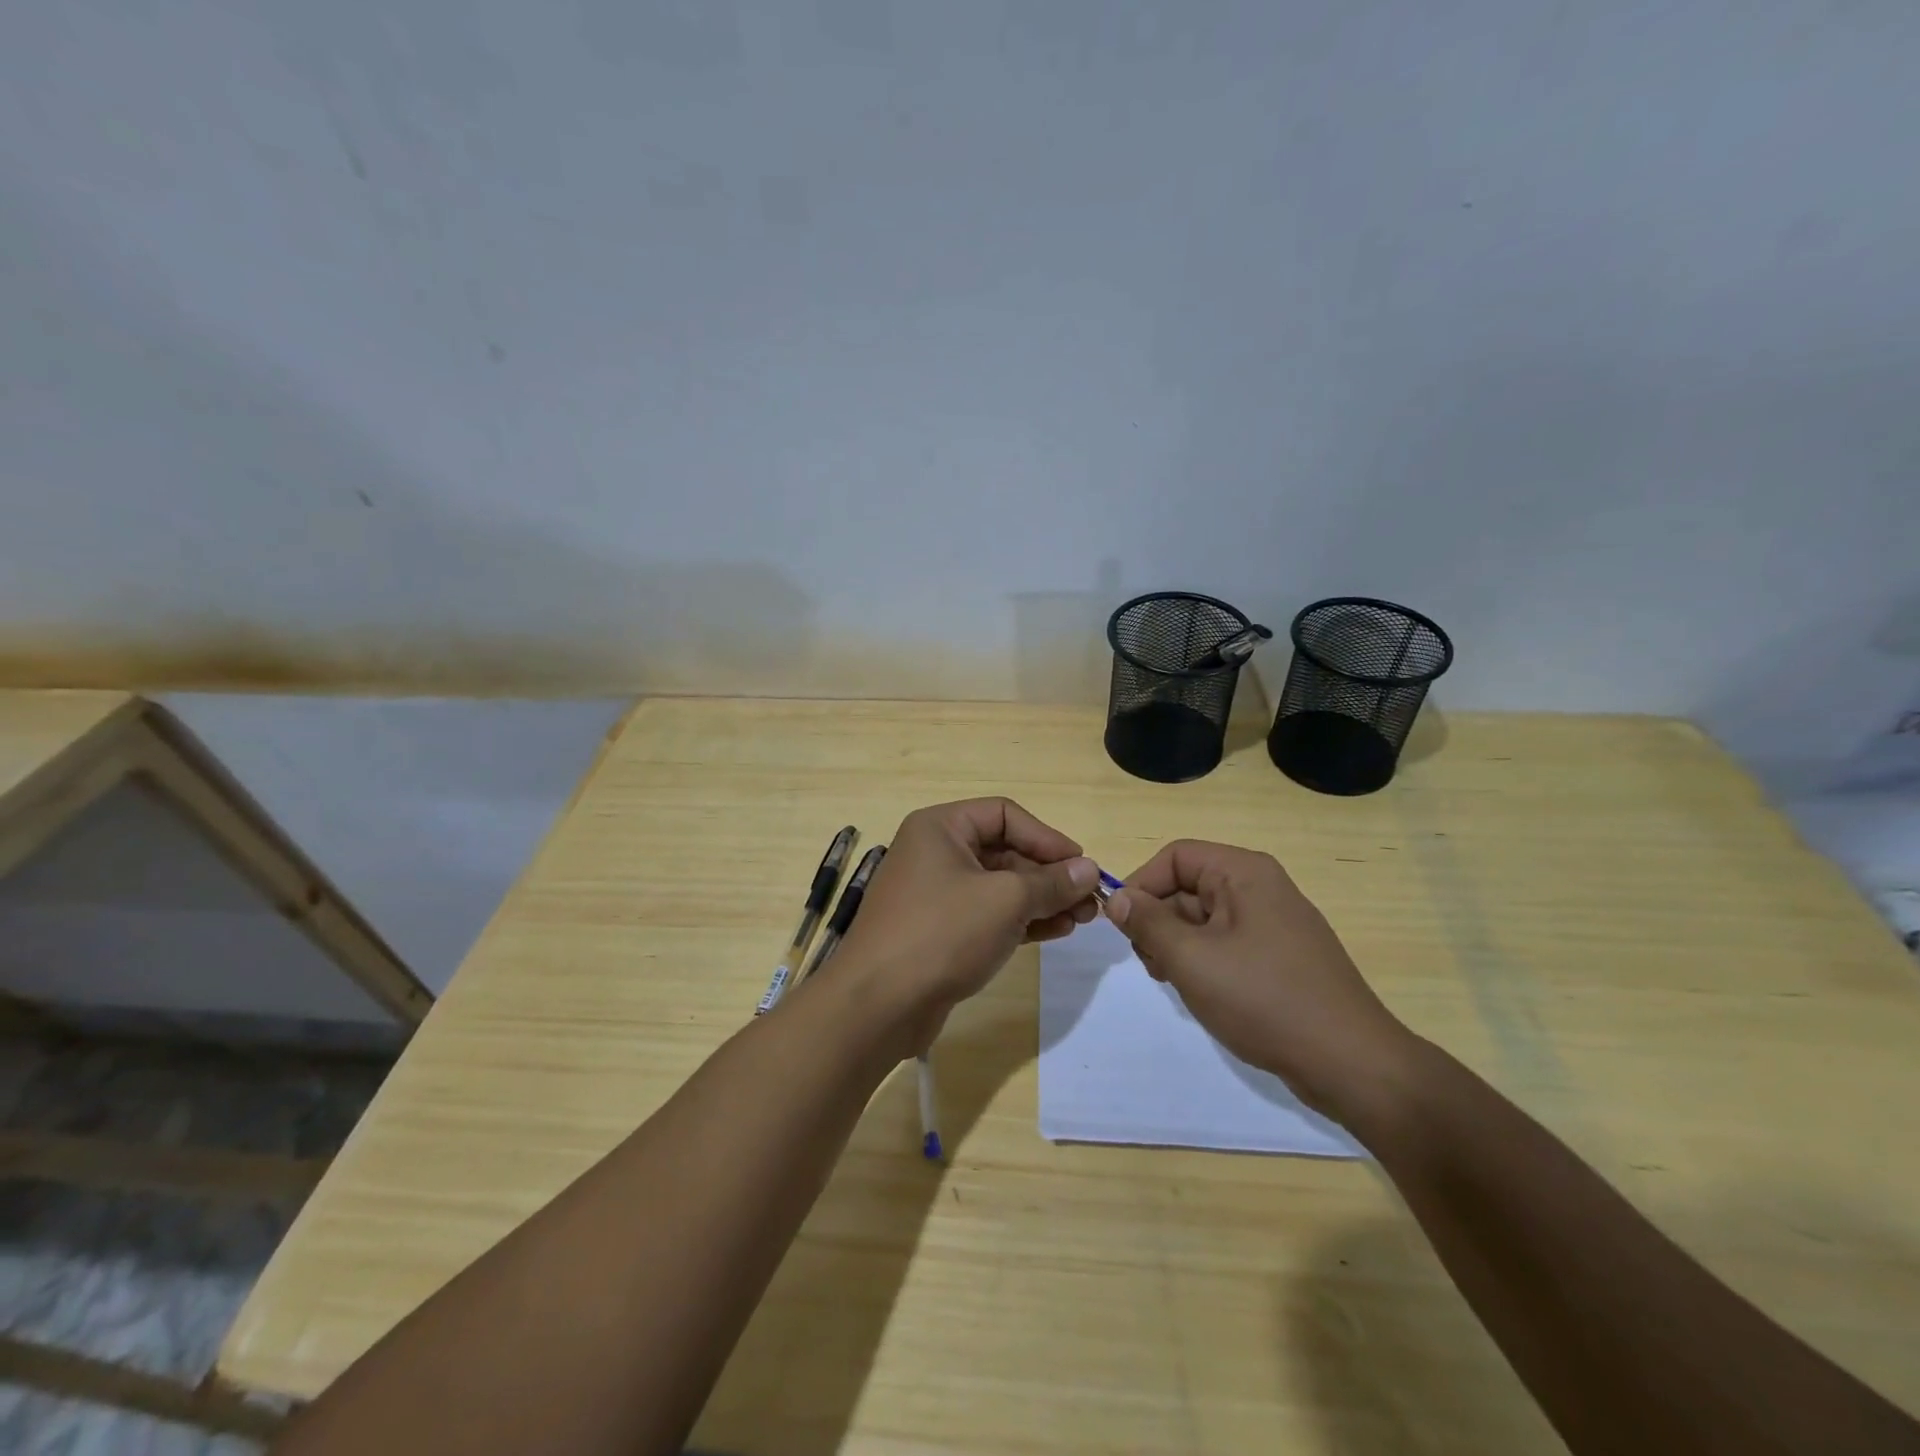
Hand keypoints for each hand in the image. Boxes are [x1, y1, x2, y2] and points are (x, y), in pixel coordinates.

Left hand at [833, 798, 1098, 1045]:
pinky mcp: (940, 930)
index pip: (1004, 815)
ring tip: (1081, 920)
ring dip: (1041, 899)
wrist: (879, 1004)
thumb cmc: (942, 933)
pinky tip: (1055, 931)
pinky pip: (988, 914)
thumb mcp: (1005, 900)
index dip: (1047, 837)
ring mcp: (936, 893)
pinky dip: (1021, 920)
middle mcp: (935, 852)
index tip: (1082, 865)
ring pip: (999, 886)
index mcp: (940, 828)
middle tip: (1089, 901)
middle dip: (1049, 874)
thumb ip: (1051, 882)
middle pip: (1004, 851)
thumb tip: (1089, 870)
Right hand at [1105, 840, 1416, 1122]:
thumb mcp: (1192, 959)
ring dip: (1178, 945)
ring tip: (1175, 982)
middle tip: (1151, 963)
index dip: (1142, 884)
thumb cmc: (1264, 1000)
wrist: (1350, 1063)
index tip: (1122, 925)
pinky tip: (1201, 993)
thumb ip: (1148, 923)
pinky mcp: (1280, 956)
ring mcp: (1274, 923)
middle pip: (1189, 886)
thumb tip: (1117, 898)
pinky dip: (1204, 961)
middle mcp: (1261, 887)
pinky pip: (1227, 943)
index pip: (1176, 856)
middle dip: (1159, 920)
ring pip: (1204, 918)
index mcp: (1244, 873)